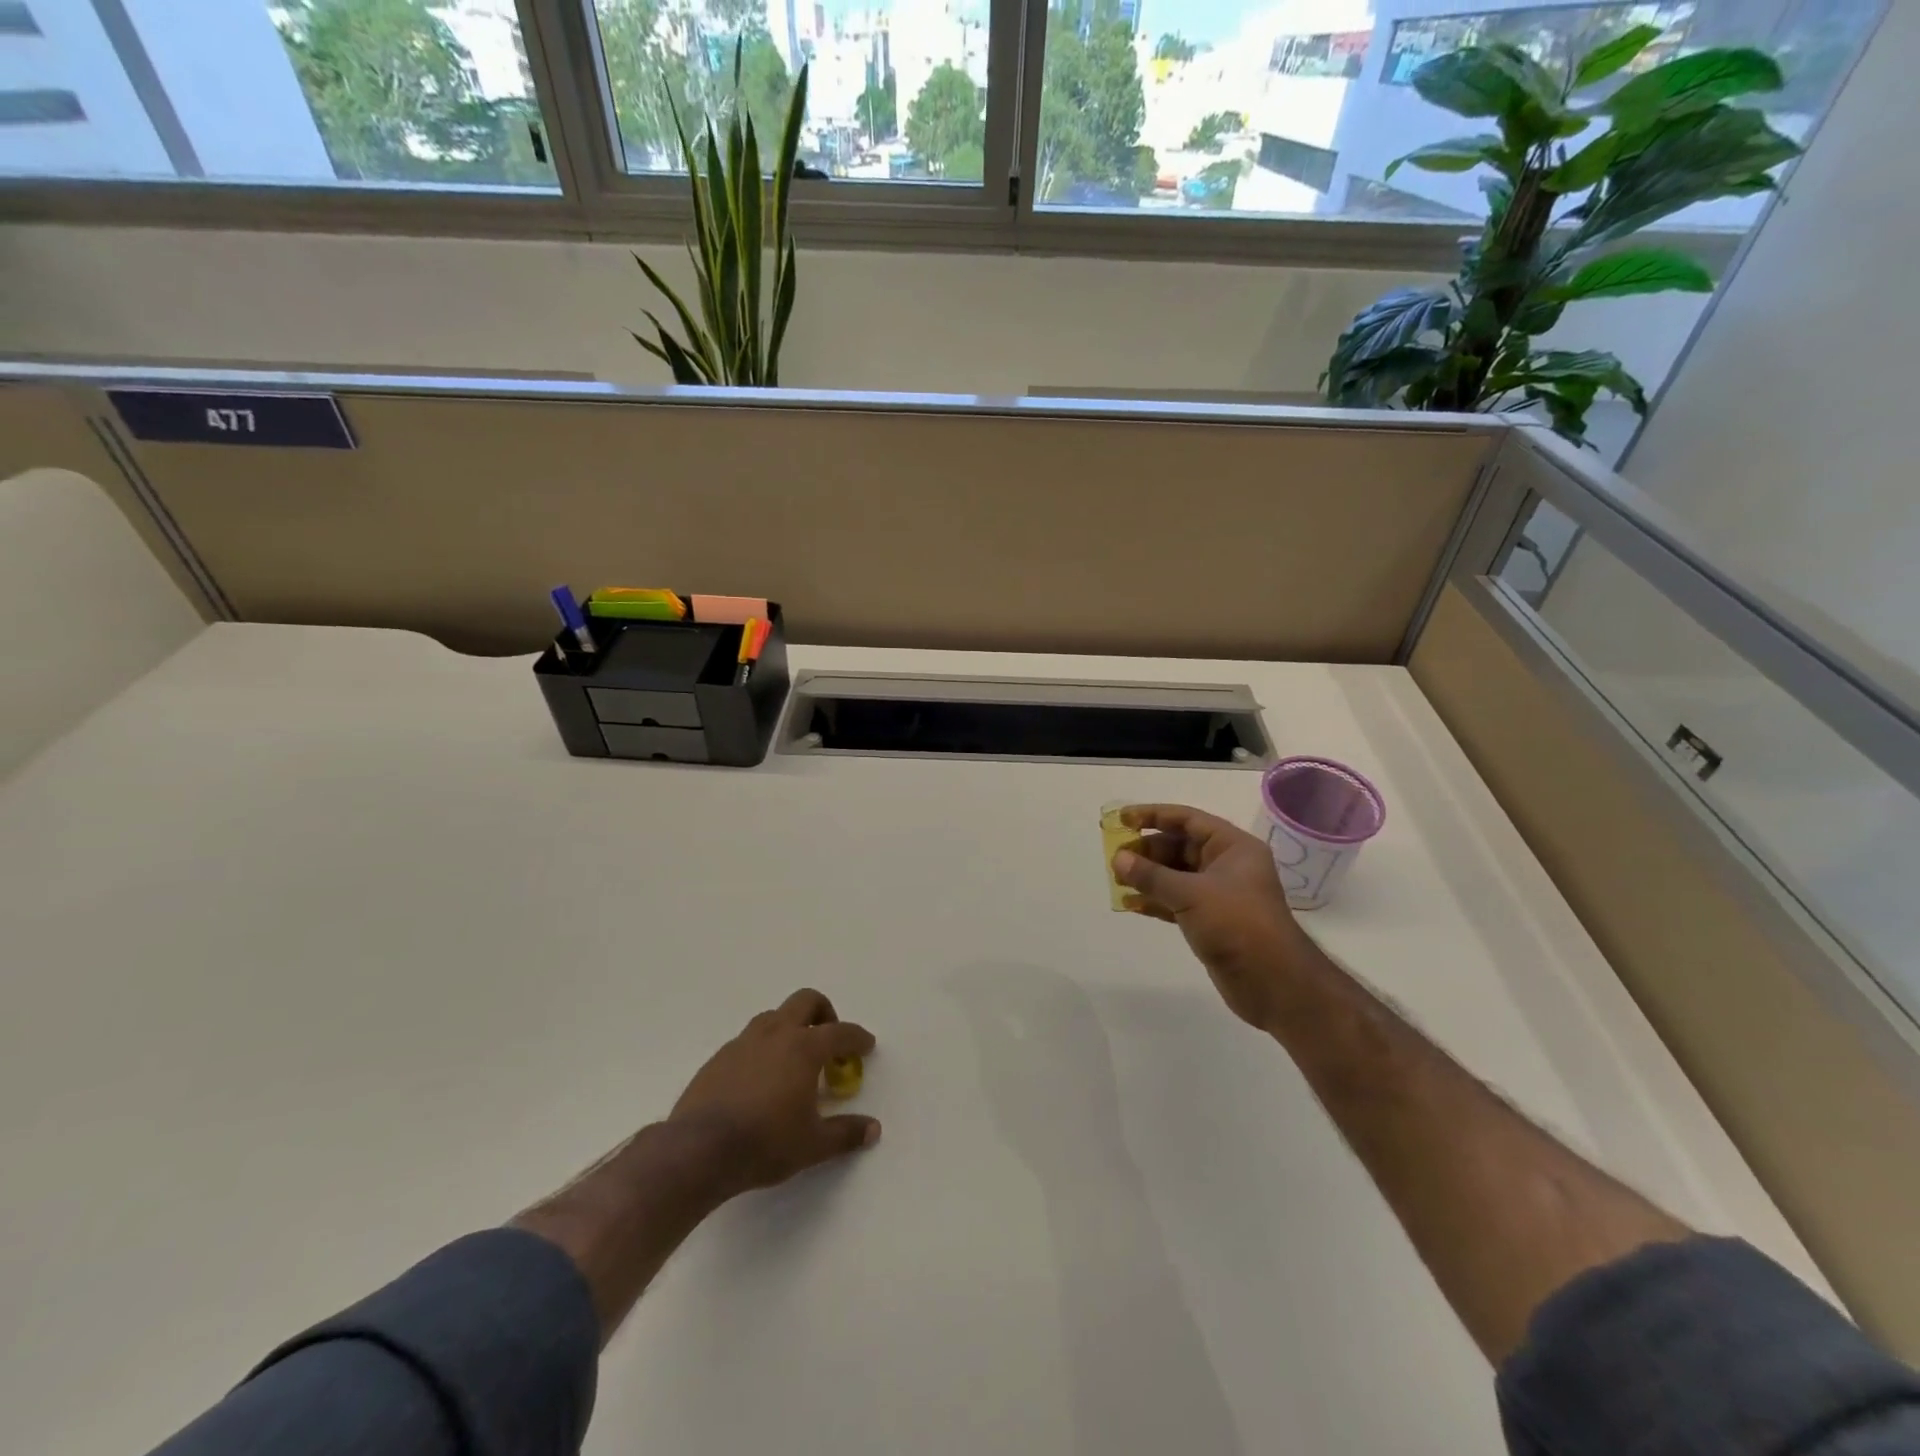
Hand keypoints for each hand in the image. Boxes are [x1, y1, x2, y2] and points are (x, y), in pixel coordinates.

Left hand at [669, 987, 879, 1198]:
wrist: (699, 1151)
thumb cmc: (765, 1143)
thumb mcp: (813, 1145)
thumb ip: (846, 1134)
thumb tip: (873, 1129)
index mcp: (804, 1048)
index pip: (840, 1032)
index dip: (857, 1038)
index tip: (866, 1046)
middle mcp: (776, 1034)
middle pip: (806, 1001)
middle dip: (824, 1012)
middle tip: (829, 1041)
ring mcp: (743, 1042)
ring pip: (773, 1017)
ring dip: (790, 1027)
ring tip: (793, 1060)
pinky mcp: (718, 1058)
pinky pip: (748, 1040)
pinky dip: (762, 1049)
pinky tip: (760, 1080)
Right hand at [1112, 804, 1314, 1032]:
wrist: (1274, 983)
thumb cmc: (1237, 924)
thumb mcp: (1190, 894)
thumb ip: (1151, 875)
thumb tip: (1118, 858)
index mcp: (1232, 847)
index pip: (1187, 820)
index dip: (1153, 815)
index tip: (1122, 820)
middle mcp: (1227, 865)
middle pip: (1179, 847)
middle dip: (1147, 851)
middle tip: (1115, 858)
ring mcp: (1219, 894)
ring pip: (1176, 875)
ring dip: (1148, 876)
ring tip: (1116, 879)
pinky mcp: (1211, 920)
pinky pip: (1177, 901)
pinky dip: (1155, 900)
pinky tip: (1129, 903)